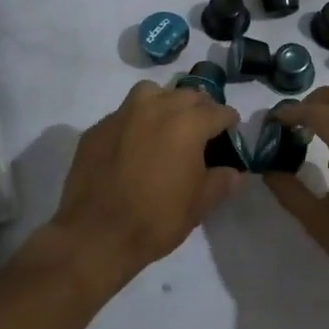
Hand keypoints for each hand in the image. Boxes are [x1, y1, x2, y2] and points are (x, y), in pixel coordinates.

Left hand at [48, 81, 242, 289]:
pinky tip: (133, 144)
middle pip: (187, 95)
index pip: (218, 111)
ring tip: (167, 125)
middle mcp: (156, 109)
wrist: (96, 235)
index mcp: (187, 125)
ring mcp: (123, 115)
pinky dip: (135, 121)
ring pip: (151, 92)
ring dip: (165, 102)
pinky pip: (123, 113)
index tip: (231, 131)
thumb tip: (233, 172)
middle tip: (202, 130)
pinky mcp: (97, 129)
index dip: (229, 121)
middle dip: (200, 108)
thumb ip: (221, 182)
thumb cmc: (156, 219)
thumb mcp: (199, 205)